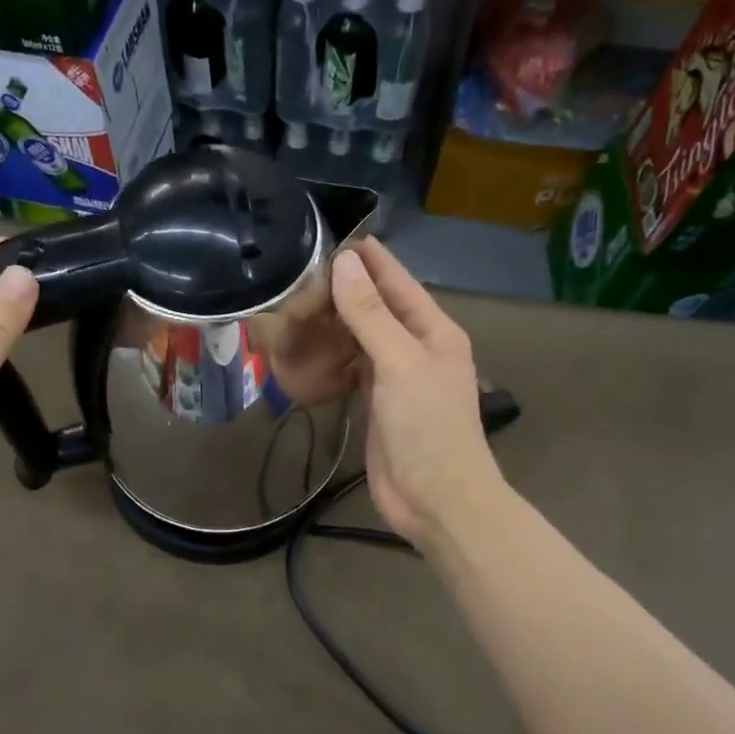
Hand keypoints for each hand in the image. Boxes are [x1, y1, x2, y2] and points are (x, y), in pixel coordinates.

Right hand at [331, 238, 504, 551]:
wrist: (436, 499)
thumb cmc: (427, 427)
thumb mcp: (399, 363)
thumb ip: (370, 315)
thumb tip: (344, 265)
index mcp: (434, 331)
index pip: (399, 283)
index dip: (371, 259)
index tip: (336, 235)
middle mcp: (418, 348)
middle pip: (379, 309)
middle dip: (346, 289)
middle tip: (301, 271)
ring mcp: (398, 378)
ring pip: (363, 338)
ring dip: (336, 322)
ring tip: (298, 302)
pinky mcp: (378, 403)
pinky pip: (353, 368)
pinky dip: (333, 356)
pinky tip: (309, 346)